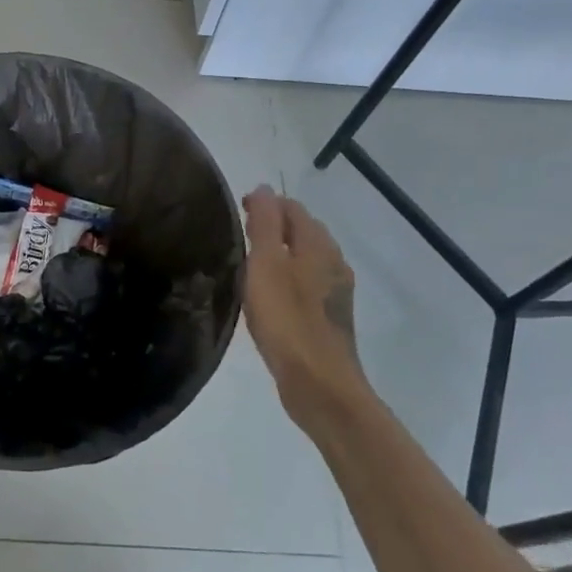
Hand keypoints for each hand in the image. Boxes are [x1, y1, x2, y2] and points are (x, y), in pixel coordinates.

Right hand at [242, 186, 369, 433]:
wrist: (319, 383)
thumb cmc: (287, 319)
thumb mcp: (265, 264)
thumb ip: (264, 223)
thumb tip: (264, 188)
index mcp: (318, 244)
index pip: (291, 208)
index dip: (264, 204)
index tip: (235, 213)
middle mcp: (334, 261)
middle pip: (302, 230)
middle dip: (272, 226)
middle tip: (238, 237)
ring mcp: (336, 291)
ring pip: (305, 258)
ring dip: (280, 253)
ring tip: (249, 265)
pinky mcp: (331, 317)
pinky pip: (307, 284)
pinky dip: (287, 278)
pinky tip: (269, 297)